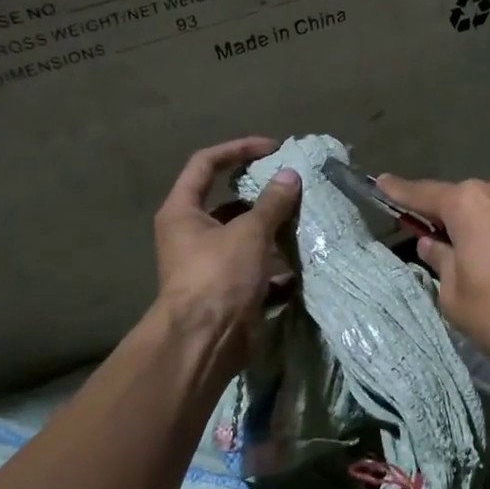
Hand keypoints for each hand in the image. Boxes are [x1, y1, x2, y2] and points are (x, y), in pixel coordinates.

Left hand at [153, 138, 300, 378]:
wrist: (207, 340)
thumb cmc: (219, 276)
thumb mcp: (249, 232)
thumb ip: (272, 202)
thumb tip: (290, 174)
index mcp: (183, 211)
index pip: (205, 164)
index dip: (237, 149)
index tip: (272, 149)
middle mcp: (192, 233)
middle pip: (229, 201)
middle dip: (263, 193)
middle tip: (294, 186)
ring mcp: (211, 262)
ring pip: (246, 235)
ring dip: (274, 229)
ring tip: (306, 220)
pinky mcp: (230, 287)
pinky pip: (257, 266)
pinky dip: (278, 262)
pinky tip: (303, 258)